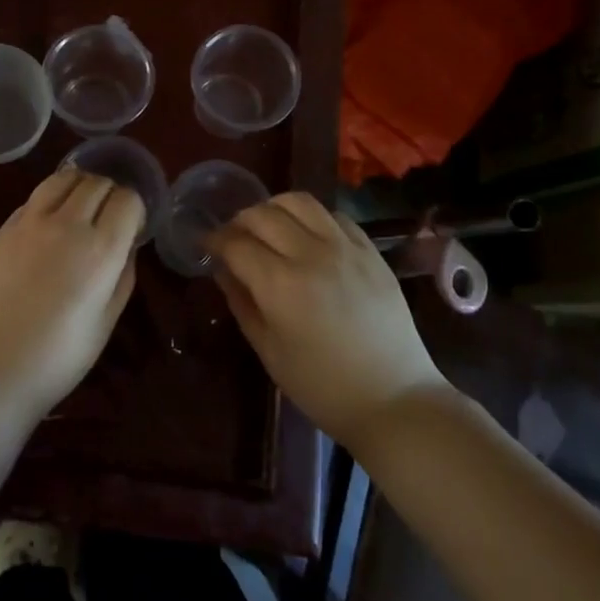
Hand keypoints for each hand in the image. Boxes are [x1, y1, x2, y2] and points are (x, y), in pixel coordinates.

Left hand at [0, 167, 142, 418]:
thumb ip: (122, 276)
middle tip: (109, 217)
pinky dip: (50, 201)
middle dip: (110, 193)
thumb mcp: (106, 322)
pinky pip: (35, 198)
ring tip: (80, 209)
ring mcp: (29, 222)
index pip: (128, 199)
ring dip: (79, 186)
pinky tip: (48, 225)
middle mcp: (67, 224)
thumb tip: (126, 246)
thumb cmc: (58, 358)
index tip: (132, 226)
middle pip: (97, 182)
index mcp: (100, 249)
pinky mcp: (2, 229)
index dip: (135, 209)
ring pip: (63, 178)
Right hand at [206, 193, 445, 448]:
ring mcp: (345, 247)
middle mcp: (311, 254)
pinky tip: (308, 236)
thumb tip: (223, 270)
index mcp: (280, 284)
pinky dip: (312, 218)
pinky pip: (334, 215)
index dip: (214, 240)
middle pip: (263, 214)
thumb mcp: (269, 351)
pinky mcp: (371, 250)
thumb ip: (242, 303)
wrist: (394, 399)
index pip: (235, 243)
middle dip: (239, 221)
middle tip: (233, 238)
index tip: (205, 245)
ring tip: (269, 228)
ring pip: (299, 202)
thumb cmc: (322, 386)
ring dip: (274, 209)